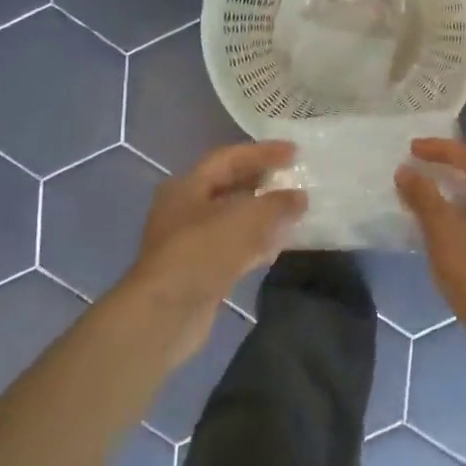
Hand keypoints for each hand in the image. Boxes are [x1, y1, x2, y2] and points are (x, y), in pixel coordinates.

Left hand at [127, 142, 306, 362]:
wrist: (166, 313)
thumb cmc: (202, 252)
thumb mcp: (245, 218)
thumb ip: (277, 204)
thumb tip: (299, 197)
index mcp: (188, 186)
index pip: (229, 158)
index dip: (263, 152)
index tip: (295, 152)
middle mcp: (185, 209)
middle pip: (230, 187)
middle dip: (263, 182)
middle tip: (294, 179)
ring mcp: (191, 241)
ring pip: (233, 219)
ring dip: (263, 215)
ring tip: (293, 212)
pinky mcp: (200, 270)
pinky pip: (233, 247)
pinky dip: (256, 243)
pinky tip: (277, 247)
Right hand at [396, 139, 465, 327]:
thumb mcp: (442, 229)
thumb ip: (423, 196)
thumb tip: (407, 172)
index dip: (439, 149)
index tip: (411, 149)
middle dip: (448, 169)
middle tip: (419, 169)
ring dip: (455, 194)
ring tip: (427, 198)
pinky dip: (464, 215)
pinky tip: (446, 230)